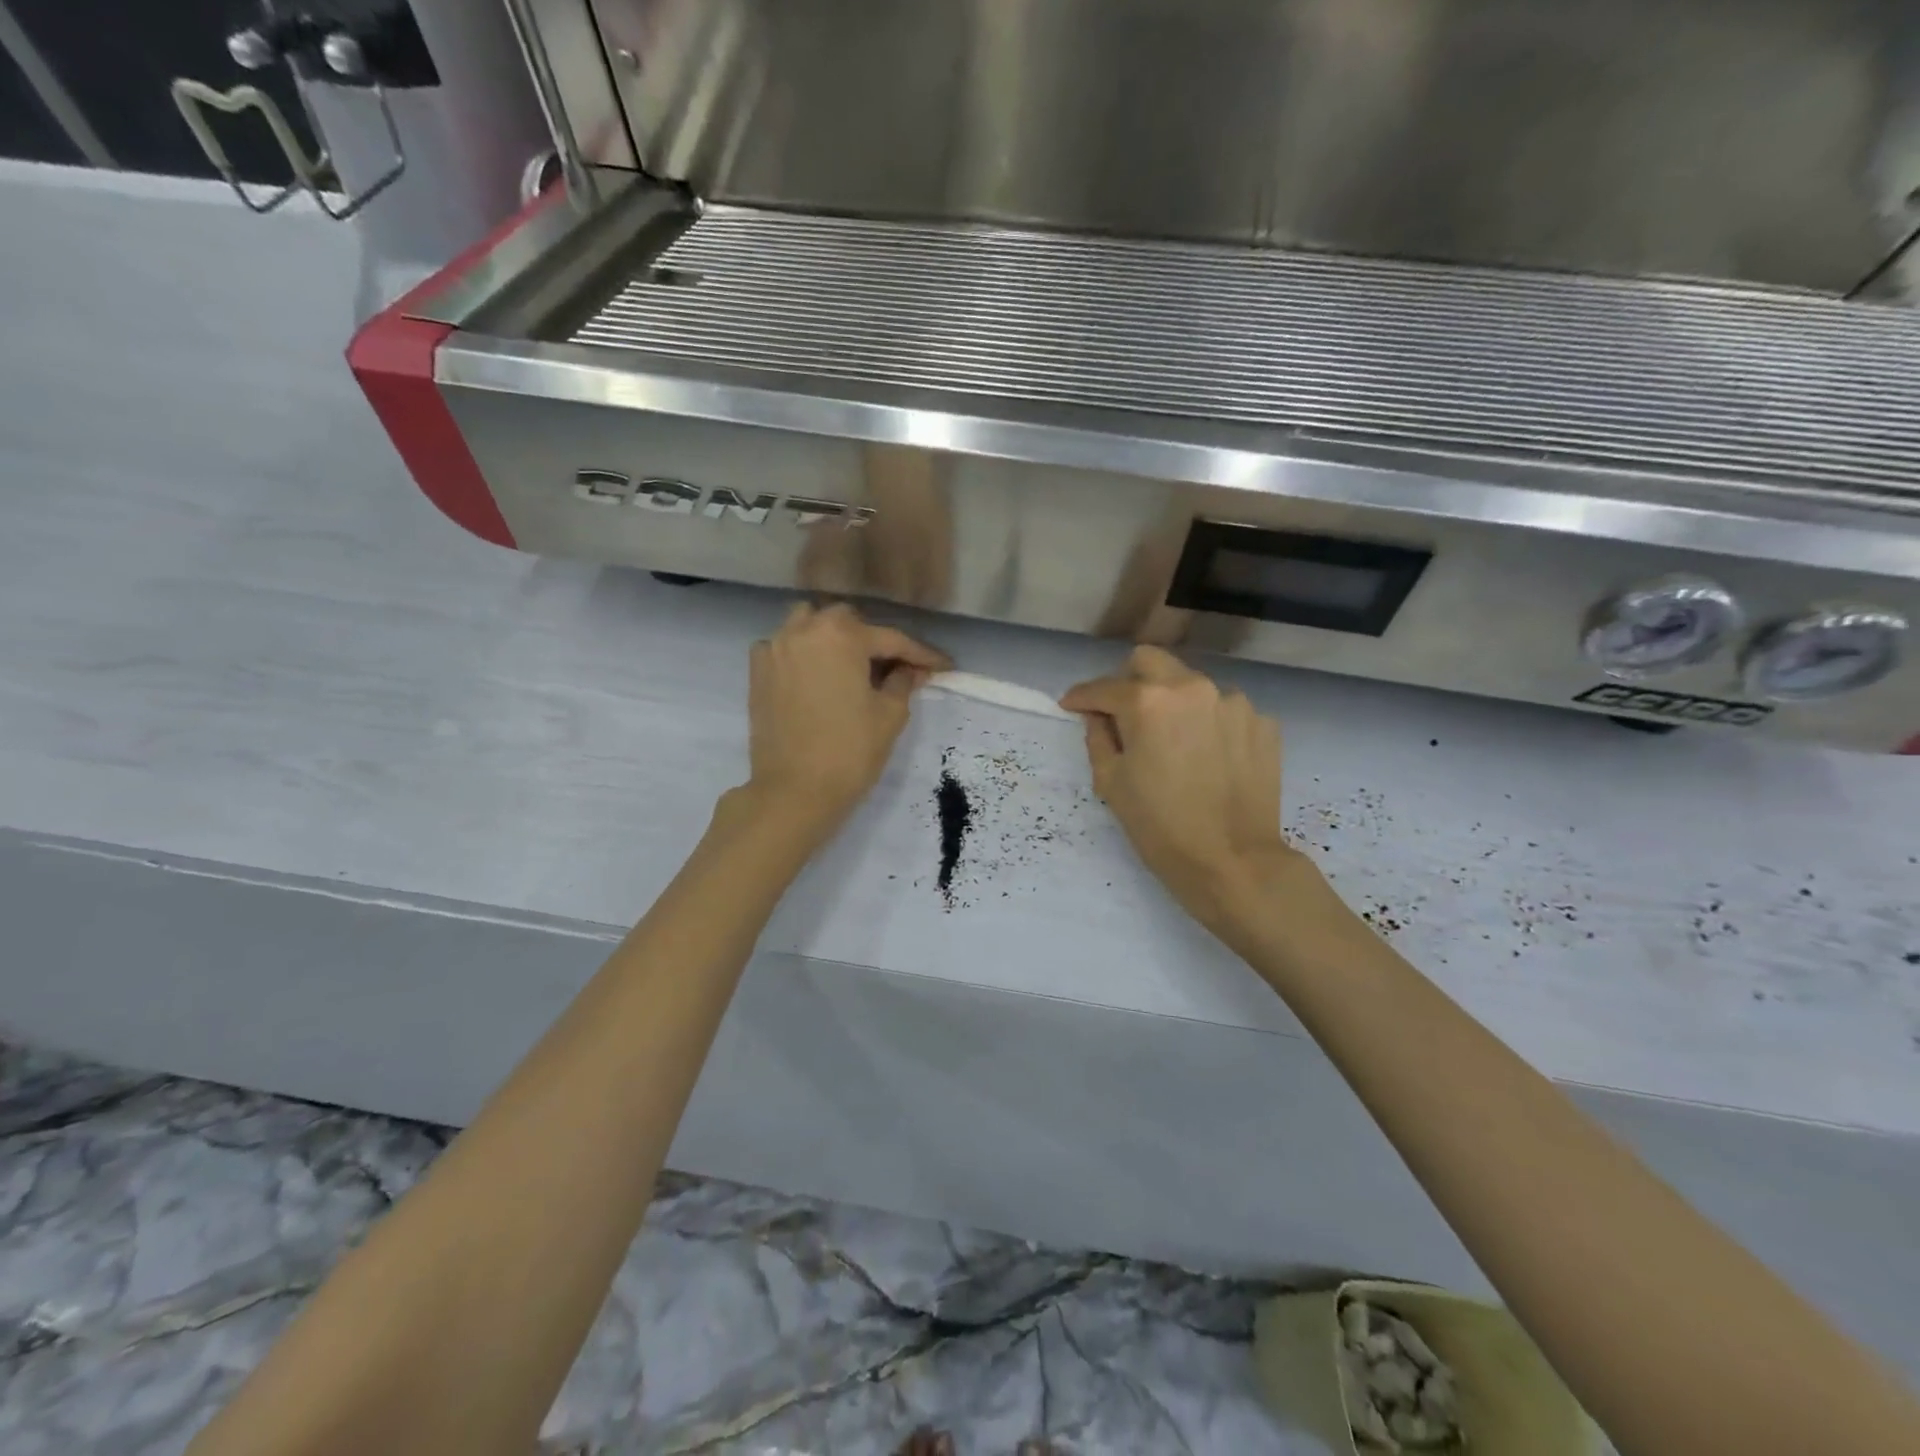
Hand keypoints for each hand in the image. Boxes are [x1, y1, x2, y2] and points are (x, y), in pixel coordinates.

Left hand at [740, 601, 948, 838]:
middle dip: (873, 640)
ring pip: (809, 624)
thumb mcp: (890, 715)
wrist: (794, 792)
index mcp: (842, 636)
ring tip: (851, 664)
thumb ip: (903, 682)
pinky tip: (815, 676)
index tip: (944, 665)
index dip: (921, 654)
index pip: (891, 639)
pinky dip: (802, 653)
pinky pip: (784, 647)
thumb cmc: (849, 752)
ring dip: (833, 637)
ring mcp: (775, 648)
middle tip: (894, 668)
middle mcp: (805, 630)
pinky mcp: (758, 672)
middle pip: (847, 622)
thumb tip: (910, 669)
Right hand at [1061, 647, 1309, 929]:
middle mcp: (1193, 688)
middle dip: (1128, 679)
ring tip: (1173, 743)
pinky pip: (1224, 711)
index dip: (1082, 696)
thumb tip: (1098, 716)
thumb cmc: (1160, 826)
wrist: (1233, 862)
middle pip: (1150, 661)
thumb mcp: (1111, 783)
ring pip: (1191, 685)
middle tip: (1122, 713)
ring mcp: (1234, 703)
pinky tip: (1208, 758)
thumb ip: (1098, 737)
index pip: (1104, 687)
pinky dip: (1209, 725)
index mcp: (1148, 702)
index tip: (1072, 705)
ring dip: (1174, 703)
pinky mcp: (1263, 723)